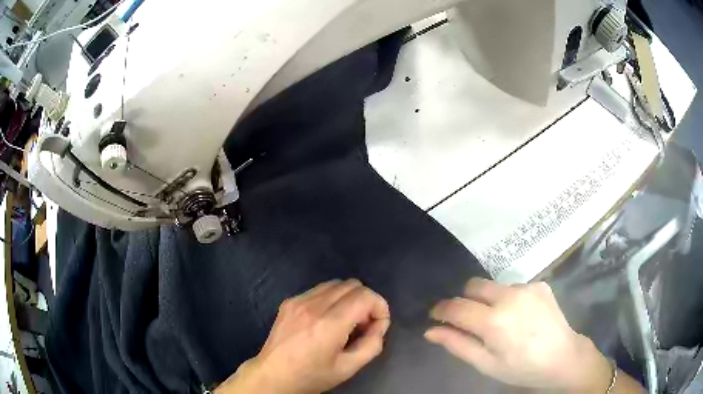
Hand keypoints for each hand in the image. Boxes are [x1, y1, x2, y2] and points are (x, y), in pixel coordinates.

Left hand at [217, 279, 389, 393]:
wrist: (273, 375)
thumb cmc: (311, 376)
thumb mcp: (348, 368)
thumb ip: (372, 345)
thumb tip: (378, 326)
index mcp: (329, 324)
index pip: (365, 296)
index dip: (379, 307)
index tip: (377, 325)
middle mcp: (314, 305)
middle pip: (353, 285)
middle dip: (365, 302)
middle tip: (362, 325)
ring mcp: (298, 300)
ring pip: (336, 283)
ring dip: (348, 298)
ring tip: (344, 321)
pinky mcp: (289, 301)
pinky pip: (319, 290)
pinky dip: (331, 299)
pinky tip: (326, 319)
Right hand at [425, 278, 612, 392]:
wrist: (563, 357)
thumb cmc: (521, 368)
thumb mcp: (486, 364)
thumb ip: (458, 344)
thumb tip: (430, 331)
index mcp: (494, 321)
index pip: (456, 306)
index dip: (441, 310)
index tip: (437, 316)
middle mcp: (509, 296)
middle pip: (473, 286)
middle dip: (465, 300)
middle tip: (470, 321)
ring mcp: (527, 287)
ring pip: (494, 286)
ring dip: (489, 300)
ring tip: (500, 321)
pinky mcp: (540, 284)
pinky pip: (514, 287)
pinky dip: (509, 299)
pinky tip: (520, 316)